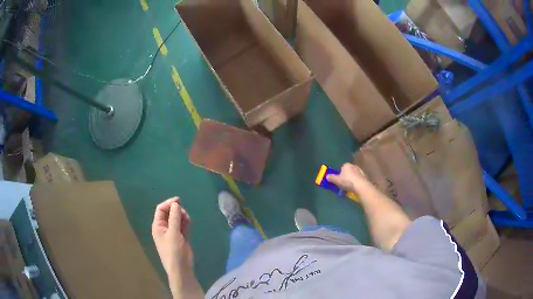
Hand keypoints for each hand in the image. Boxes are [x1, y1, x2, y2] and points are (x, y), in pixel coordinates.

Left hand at [152, 197, 192, 277]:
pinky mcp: (181, 238)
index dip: (169, 203)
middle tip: (184, 214)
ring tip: (187, 220)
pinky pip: (182, 226)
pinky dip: (185, 223)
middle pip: (169, 213)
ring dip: (182, 217)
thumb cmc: (173, 250)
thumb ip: (174, 217)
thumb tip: (176, 204)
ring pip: (177, 219)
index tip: (179, 201)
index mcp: (158, 226)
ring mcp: (173, 233)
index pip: (161, 210)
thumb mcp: (173, 233)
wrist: (181, 268)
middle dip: (177, 210)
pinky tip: (189, 222)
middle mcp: (164, 228)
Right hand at [326, 163, 370, 192]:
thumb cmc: (347, 181)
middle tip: (344, 184)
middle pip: (348, 171)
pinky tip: (355, 188)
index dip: (339, 174)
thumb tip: (327, 176)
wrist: (360, 186)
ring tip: (350, 187)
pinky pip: (359, 179)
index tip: (338, 180)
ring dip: (352, 180)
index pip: (341, 168)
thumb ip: (331, 178)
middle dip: (346, 176)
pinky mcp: (365, 176)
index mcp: (346, 165)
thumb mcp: (337, 180)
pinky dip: (357, 182)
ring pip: (354, 175)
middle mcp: (354, 166)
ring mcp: (360, 171)